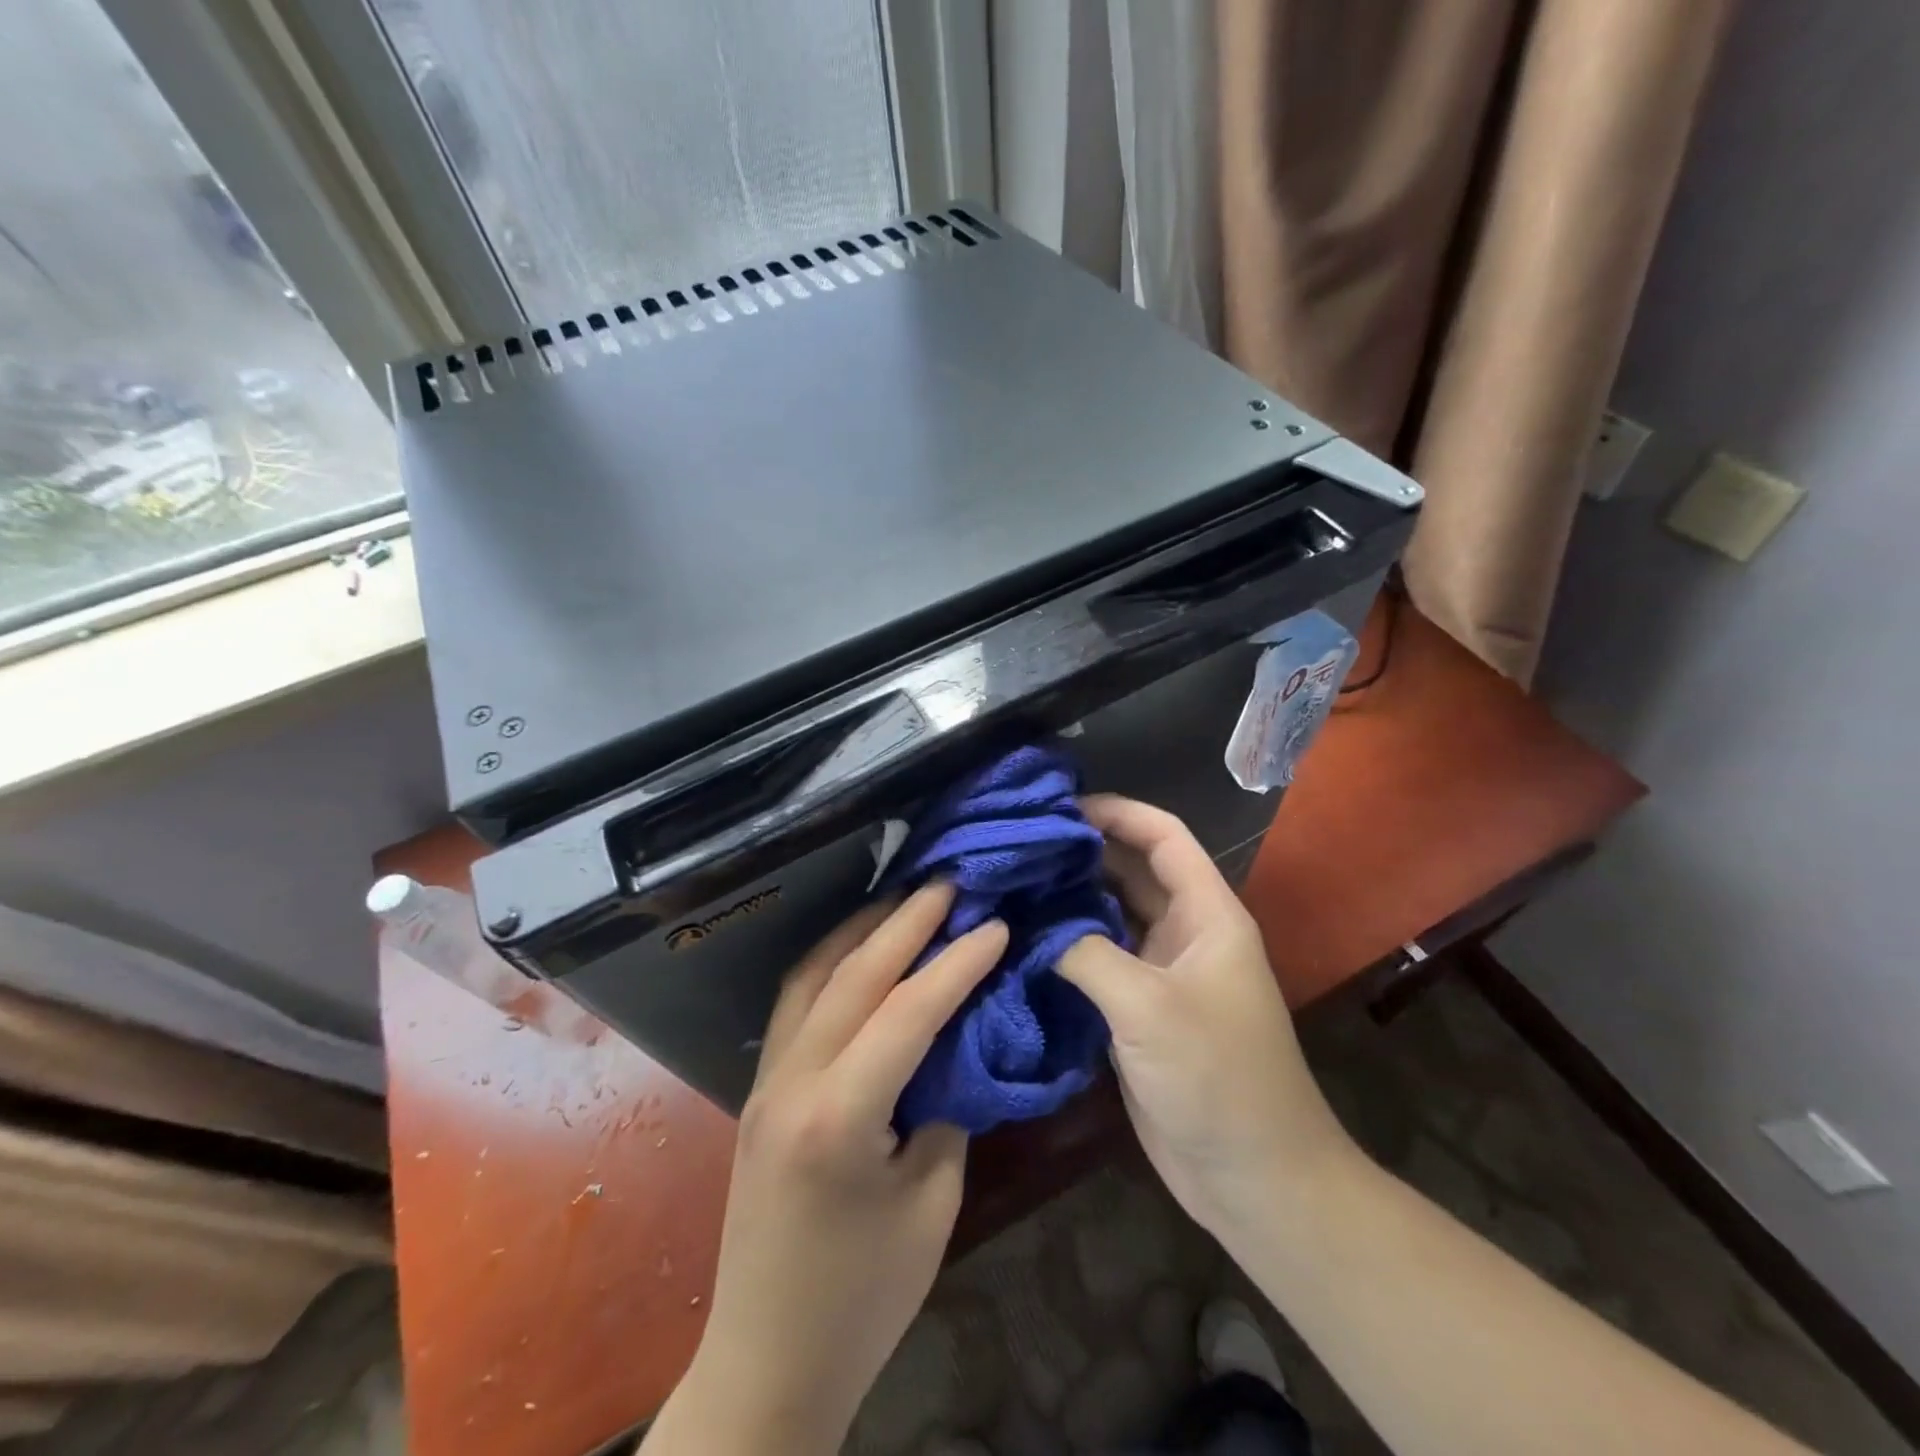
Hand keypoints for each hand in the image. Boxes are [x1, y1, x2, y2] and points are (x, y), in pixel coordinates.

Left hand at [653, 884, 1007, 1455]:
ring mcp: (764, 1080)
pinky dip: (832, 962)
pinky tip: (859, 950)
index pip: (908, 1011)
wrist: (767, 1362)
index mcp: (838, 1117)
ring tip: (905, 899)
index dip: (958, 963)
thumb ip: (945, 1104)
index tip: (997, 924)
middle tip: (949, 882)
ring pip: (813, 977)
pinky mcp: (757, 1088)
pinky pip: (795, 1003)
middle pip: (854, 975)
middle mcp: (791, 1081)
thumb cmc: (864, 1297)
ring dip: (862, 930)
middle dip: (906, 921)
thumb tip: (959, 1037)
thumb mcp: (932, 1202)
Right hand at [1058, 796, 1354, 1236]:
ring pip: (1111, 915)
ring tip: (1011, 879)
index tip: (1059, 805)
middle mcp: (1185, 932)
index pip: (1163, 837)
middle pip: (1131, 870)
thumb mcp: (1148, 1007)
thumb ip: (1086, 953)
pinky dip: (1065, 944)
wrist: (1254, 1178)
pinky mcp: (1139, 1010)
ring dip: (1069, 897)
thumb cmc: (1217, 1078)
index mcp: (1207, 914)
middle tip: (1018, 840)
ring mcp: (1161, 972)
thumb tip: (1030, 924)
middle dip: (1081, 851)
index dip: (1117, 811)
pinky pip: (1098, 960)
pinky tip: (1022, 937)